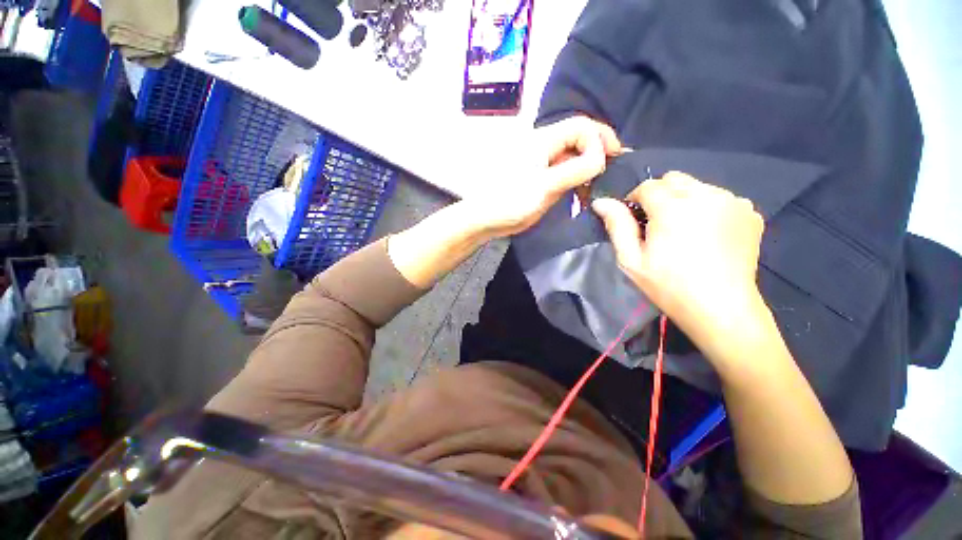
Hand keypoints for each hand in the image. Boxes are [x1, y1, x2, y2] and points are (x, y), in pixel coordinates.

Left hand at [464, 116, 621, 237]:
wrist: (486, 219)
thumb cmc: (510, 201)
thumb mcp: (544, 186)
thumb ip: (575, 170)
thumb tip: (602, 157)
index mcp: (543, 140)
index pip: (581, 126)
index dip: (601, 139)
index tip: (612, 162)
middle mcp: (545, 147)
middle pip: (580, 140)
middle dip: (598, 154)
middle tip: (610, 176)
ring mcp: (543, 164)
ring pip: (574, 158)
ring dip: (589, 170)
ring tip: (598, 189)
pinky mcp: (542, 179)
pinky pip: (566, 173)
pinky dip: (578, 181)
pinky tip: (582, 195)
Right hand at [592, 172, 767, 360]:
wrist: (721, 308)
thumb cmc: (668, 285)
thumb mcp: (631, 259)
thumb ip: (617, 225)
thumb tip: (601, 202)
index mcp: (672, 207)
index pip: (647, 186)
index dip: (635, 200)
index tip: (635, 221)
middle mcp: (705, 195)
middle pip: (674, 179)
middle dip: (660, 195)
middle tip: (657, 224)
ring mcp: (732, 202)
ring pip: (697, 186)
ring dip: (684, 200)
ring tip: (684, 230)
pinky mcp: (750, 212)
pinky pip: (720, 198)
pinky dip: (709, 208)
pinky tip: (708, 234)